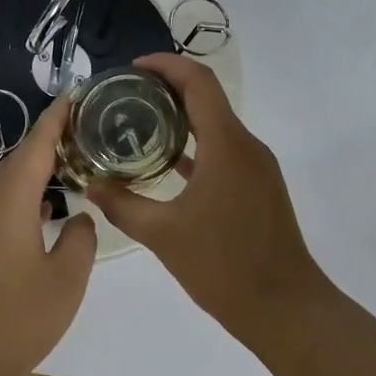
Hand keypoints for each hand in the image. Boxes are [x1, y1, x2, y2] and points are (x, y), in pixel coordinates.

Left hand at [0, 96, 96, 375]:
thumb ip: (80, 240)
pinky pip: (1, 204)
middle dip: (51, 142)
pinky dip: (27, 197)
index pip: (36, 144)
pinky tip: (48, 213)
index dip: (57, 118)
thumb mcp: (65, 282)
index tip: (77, 95)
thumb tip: (79, 217)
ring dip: (39, 172)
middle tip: (88, 133)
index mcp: (9, 199)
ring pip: (9, 183)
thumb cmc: (14, 319)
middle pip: (20, 159)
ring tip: (75, 168)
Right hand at [87, 53, 321, 339]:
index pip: (198, 82)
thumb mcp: (162, 235)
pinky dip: (194, 146)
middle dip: (166, 89)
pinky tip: (165, 163)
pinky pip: (223, 150)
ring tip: (137, 125)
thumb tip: (90, 184)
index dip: (166, 65)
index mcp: (227, 145)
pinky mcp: (258, 187)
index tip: (132, 68)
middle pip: (207, 98)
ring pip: (215, 125)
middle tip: (125, 96)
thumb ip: (122, 204)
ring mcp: (256, 167)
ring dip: (180, 118)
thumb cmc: (224, 266)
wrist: (286, 309)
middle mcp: (247, 146)